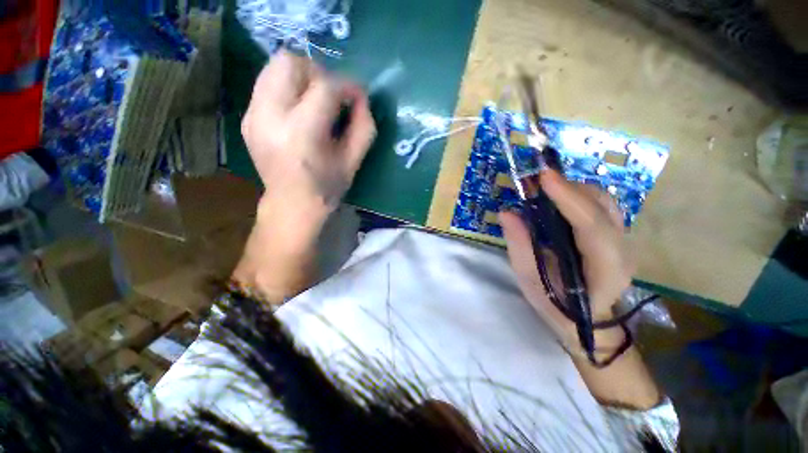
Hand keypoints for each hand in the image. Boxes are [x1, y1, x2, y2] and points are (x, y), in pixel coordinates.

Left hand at [241, 50, 375, 245]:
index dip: (347, 86)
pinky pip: (267, 83)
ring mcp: (253, 116)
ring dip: (302, 77)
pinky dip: (288, 88)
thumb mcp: (353, 162)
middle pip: (290, 63)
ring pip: (274, 67)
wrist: (291, 205)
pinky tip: (299, 111)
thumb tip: (362, 98)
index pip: (324, 87)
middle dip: (318, 74)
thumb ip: (364, 127)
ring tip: (315, 102)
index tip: (358, 97)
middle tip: (332, 97)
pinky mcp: (247, 117)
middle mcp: (270, 117)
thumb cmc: (326, 188)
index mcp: (301, 133)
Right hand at [499, 170, 634, 342]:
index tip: (544, 177)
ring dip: (575, 189)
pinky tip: (559, 199)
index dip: (569, 199)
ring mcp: (624, 241)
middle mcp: (623, 251)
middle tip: (537, 182)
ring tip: (546, 189)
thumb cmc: (557, 306)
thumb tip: (507, 213)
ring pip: (605, 202)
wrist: (587, 321)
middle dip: (570, 188)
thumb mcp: (530, 281)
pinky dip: (579, 196)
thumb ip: (520, 246)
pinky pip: (601, 206)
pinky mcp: (616, 236)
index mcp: (605, 270)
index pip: (592, 227)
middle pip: (603, 207)